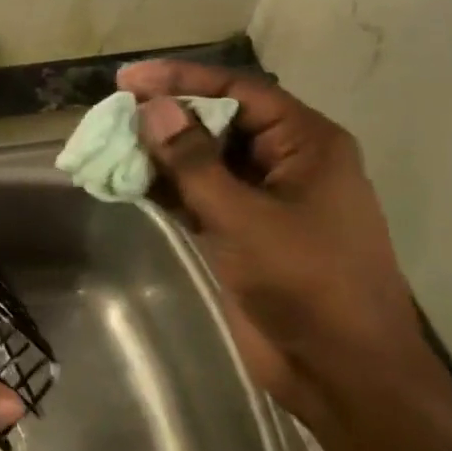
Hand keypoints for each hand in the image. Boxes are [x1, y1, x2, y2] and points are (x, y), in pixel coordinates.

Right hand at [117, 59, 448, 428]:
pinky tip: (127, 181)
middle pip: (218, 121)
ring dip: (160, 153)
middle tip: (113, 112)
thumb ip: (194, 161)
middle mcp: (285, 162)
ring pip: (203, 159)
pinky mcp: (241, 231)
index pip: (237, 92)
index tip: (128, 78)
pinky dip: (165, 187)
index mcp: (306, 144)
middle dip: (166, 116)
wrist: (341, 372)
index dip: (182, 79)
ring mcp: (262, 198)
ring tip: (110, 144)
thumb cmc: (308, 283)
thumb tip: (152, 108)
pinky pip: (197, 194)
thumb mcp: (246, 217)